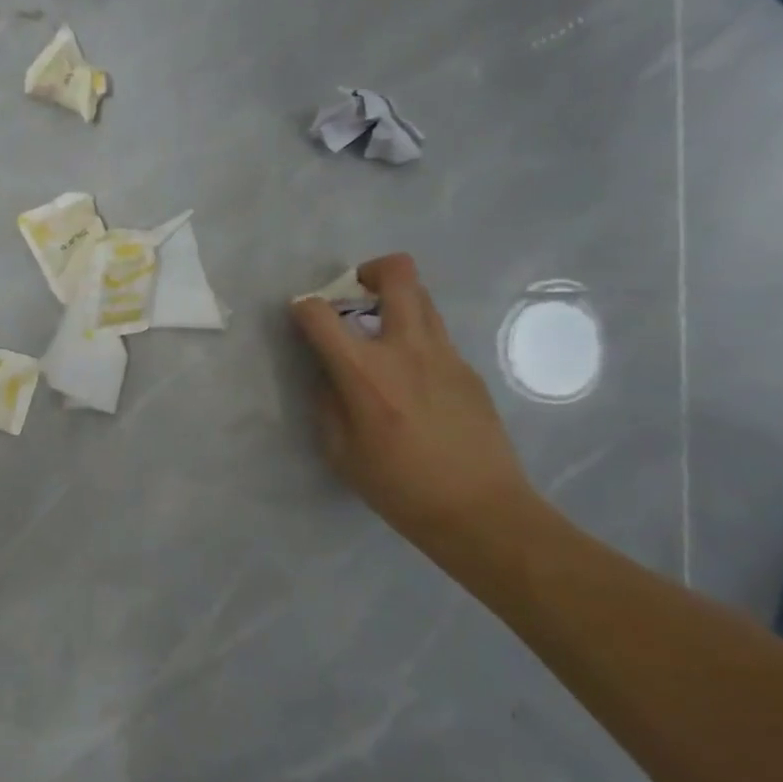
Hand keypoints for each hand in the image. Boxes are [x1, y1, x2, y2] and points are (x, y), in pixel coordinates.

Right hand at [291, 254, 538, 543]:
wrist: (480, 510)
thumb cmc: (399, 487)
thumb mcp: (340, 451)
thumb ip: (327, 401)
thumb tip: (329, 373)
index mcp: (364, 372)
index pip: (320, 314)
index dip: (303, 307)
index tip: (301, 318)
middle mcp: (406, 348)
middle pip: (396, 273)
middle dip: (369, 271)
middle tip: (356, 297)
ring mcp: (445, 354)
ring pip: (423, 296)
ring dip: (396, 301)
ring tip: (383, 333)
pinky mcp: (468, 369)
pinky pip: (436, 334)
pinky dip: (415, 338)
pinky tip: (413, 380)